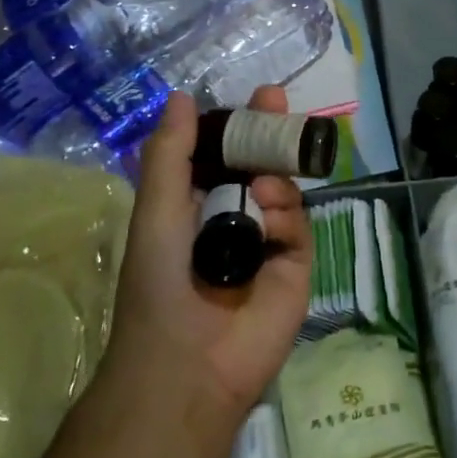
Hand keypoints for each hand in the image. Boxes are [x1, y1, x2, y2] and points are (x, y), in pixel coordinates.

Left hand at [102, 88, 312, 423]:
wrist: (187, 362)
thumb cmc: (160, 281)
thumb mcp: (157, 208)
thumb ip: (171, 153)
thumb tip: (180, 97)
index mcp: (198, 204)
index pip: (227, 154)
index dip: (242, 124)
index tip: (260, 95)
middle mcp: (235, 218)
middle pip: (262, 163)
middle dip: (270, 132)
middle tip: (277, 102)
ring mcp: (268, 242)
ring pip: (284, 189)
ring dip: (273, 176)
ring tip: (261, 187)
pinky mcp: (295, 265)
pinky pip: (299, 223)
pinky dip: (286, 212)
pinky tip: (270, 214)